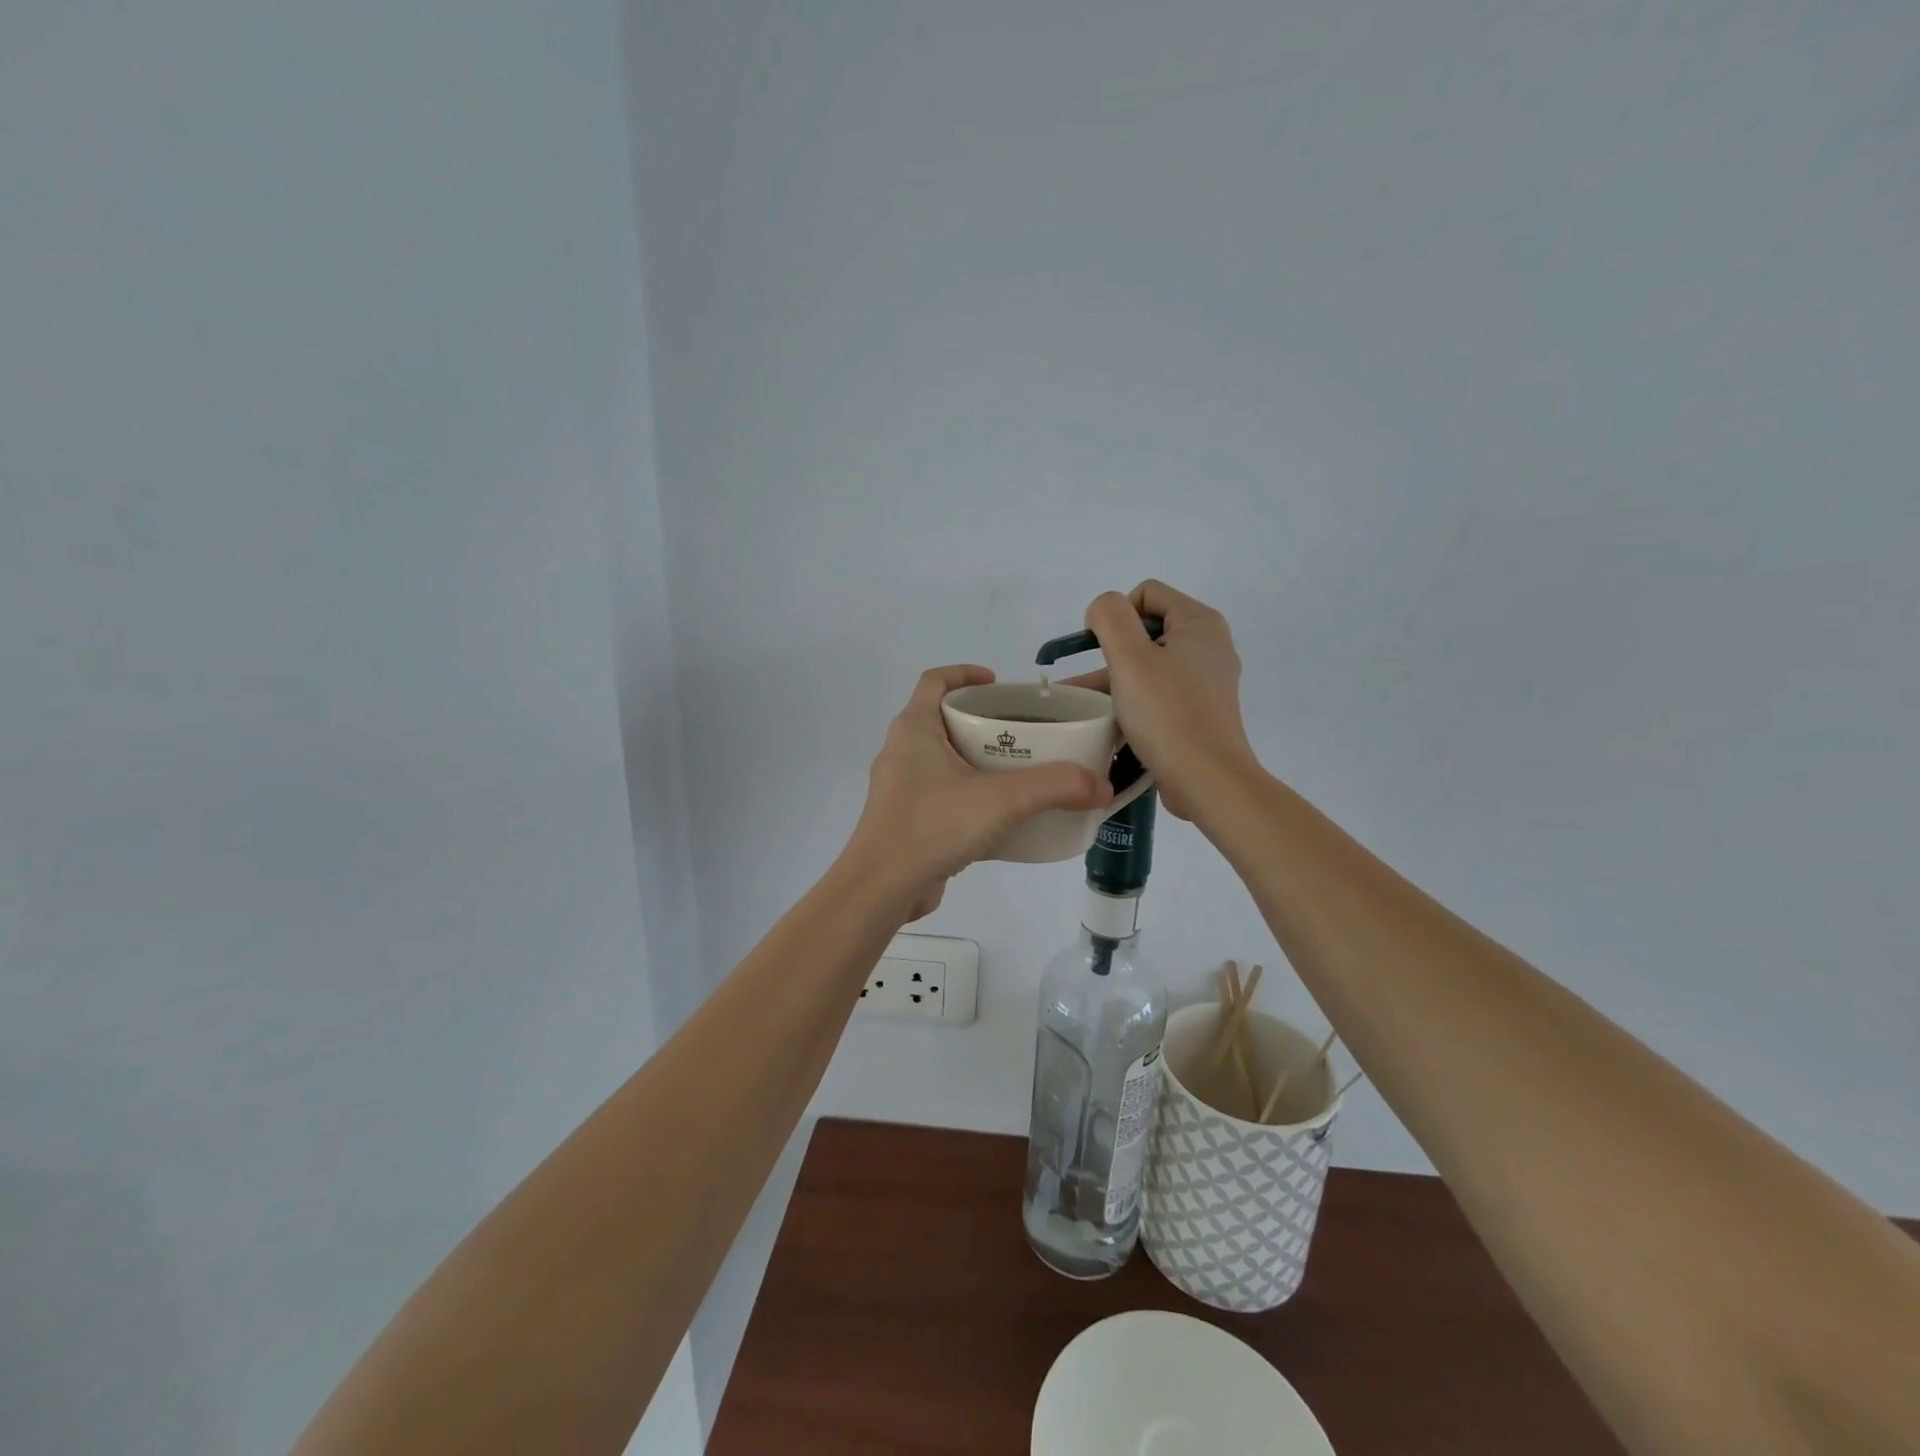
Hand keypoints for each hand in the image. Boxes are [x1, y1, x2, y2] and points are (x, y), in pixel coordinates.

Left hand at [843, 665, 1112, 917]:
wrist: (882, 888)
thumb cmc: (933, 825)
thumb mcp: (1002, 799)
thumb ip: (1055, 787)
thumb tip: (1102, 785)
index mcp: (914, 728)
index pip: (935, 680)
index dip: (965, 673)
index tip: (1000, 683)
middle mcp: (902, 751)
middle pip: (944, 719)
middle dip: (983, 721)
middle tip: (1024, 731)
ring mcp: (900, 788)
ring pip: (944, 760)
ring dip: (978, 760)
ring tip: (1020, 772)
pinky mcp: (906, 820)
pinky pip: (943, 795)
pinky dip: (970, 796)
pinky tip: (1002, 817)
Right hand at [1068, 581, 1257, 820]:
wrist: (1207, 780)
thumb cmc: (1167, 713)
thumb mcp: (1130, 657)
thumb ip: (1110, 618)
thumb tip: (1103, 611)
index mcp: (1199, 623)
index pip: (1146, 593)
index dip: (1116, 615)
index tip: (1100, 650)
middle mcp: (1208, 646)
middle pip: (1146, 630)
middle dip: (1111, 652)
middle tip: (1087, 684)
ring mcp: (1206, 682)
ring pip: (1149, 666)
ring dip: (1114, 681)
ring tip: (1080, 707)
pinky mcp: (1199, 712)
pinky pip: (1158, 694)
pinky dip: (1133, 702)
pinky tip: (1107, 723)